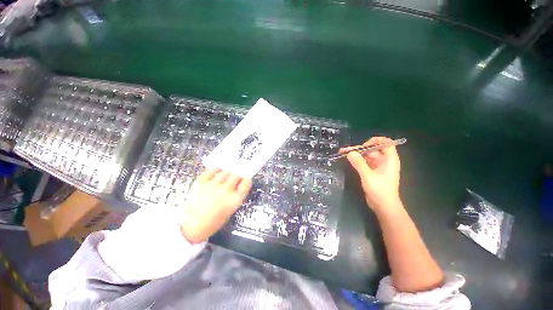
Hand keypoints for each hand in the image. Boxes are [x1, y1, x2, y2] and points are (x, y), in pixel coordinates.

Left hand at [178, 169, 251, 242]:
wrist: (190, 228)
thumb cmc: (212, 223)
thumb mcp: (229, 211)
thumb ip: (235, 197)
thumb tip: (238, 186)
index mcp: (234, 200)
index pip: (246, 183)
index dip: (247, 180)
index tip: (246, 179)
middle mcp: (225, 190)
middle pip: (236, 176)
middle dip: (237, 176)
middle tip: (235, 177)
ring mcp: (213, 185)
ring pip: (225, 172)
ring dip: (228, 173)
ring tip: (226, 174)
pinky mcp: (201, 182)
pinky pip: (211, 170)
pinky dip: (215, 169)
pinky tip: (217, 170)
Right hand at [340, 137, 400, 210]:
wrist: (383, 206)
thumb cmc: (379, 190)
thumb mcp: (368, 176)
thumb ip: (359, 163)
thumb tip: (350, 152)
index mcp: (389, 159)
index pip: (386, 143)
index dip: (375, 141)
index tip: (364, 145)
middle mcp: (385, 161)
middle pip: (373, 149)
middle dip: (359, 148)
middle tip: (345, 150)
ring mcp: (378, 167)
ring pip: (367, 156)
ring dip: (356, 154)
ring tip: (343, 153)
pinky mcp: (372, 172)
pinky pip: (364, 162)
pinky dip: (357, 161)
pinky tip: (348, 160)